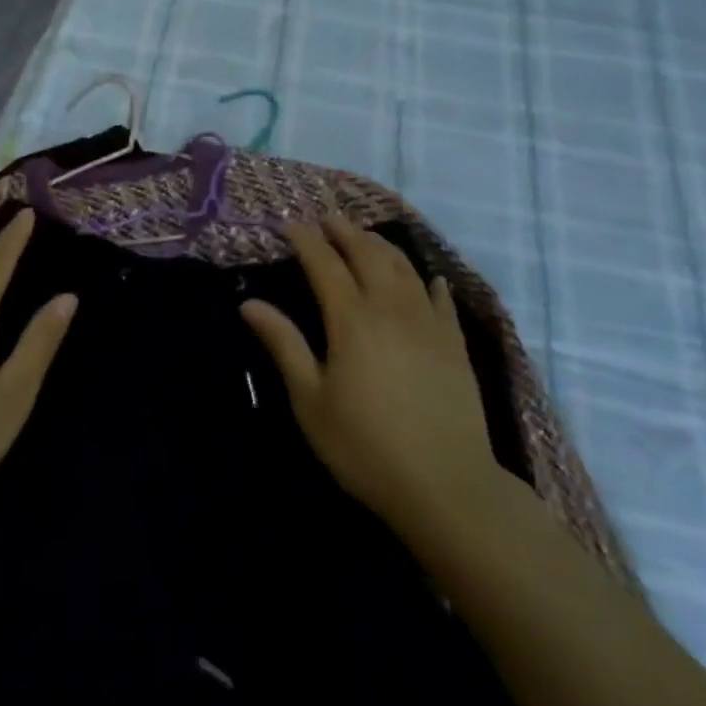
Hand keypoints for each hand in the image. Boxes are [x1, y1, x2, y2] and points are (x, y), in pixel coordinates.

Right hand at [241, 216, 503, 545]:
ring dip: (381, 245)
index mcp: (351, 319)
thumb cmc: (365, 446)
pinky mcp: (455, 344)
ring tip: (365, 237)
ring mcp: (428, 323)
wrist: (447, 486)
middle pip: (367, 254)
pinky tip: (428, 278)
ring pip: (404, 267)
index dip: (306, 239)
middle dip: (344, 231)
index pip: (324, 263)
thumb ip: (283, 345)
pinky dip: (429, 281)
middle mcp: (390, 308)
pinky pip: (441, 299)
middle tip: (327, 219)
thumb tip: (249, 303)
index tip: (289, 225)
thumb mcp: (310, 400)